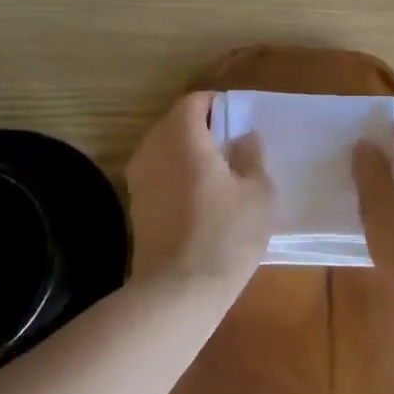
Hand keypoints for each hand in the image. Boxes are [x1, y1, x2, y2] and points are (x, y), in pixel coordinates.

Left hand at [126, 92, 274, 290]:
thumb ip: (252, 156)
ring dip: (189, 154)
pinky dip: (177, 176)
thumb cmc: (226, 235)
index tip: (239, 123)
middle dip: (203, 129)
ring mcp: (139, 178)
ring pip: (165, 149)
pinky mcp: (136, 205)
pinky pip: (159, 174)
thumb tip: (245, 137)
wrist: (178, 291)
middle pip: (176, 123)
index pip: (195, 101)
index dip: (218, 106)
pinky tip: (200, 200)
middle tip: (233, 149)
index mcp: (182, 136)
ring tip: (219, 176)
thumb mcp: (258, 193)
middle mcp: (153, 149)